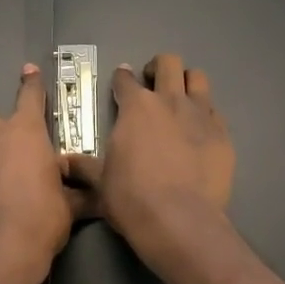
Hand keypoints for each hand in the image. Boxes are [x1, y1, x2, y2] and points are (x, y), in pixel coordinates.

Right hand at [63, 53, 234, 266]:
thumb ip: (84, 166)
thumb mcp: (100, 182)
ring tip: (180, 97)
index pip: (125, 79)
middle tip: (152, 83)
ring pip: (198, 78)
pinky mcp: (223, 134)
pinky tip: (199, 129)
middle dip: (158, 67)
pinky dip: (206, 113)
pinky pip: (215, 111)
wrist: (179, 220)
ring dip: (187, 81)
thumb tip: (62, 161)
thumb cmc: (132, 199)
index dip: (121, 79)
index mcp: (136, 107)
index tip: (121, 83)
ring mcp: (200, 115)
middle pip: (168, 62)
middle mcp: (169, 101)